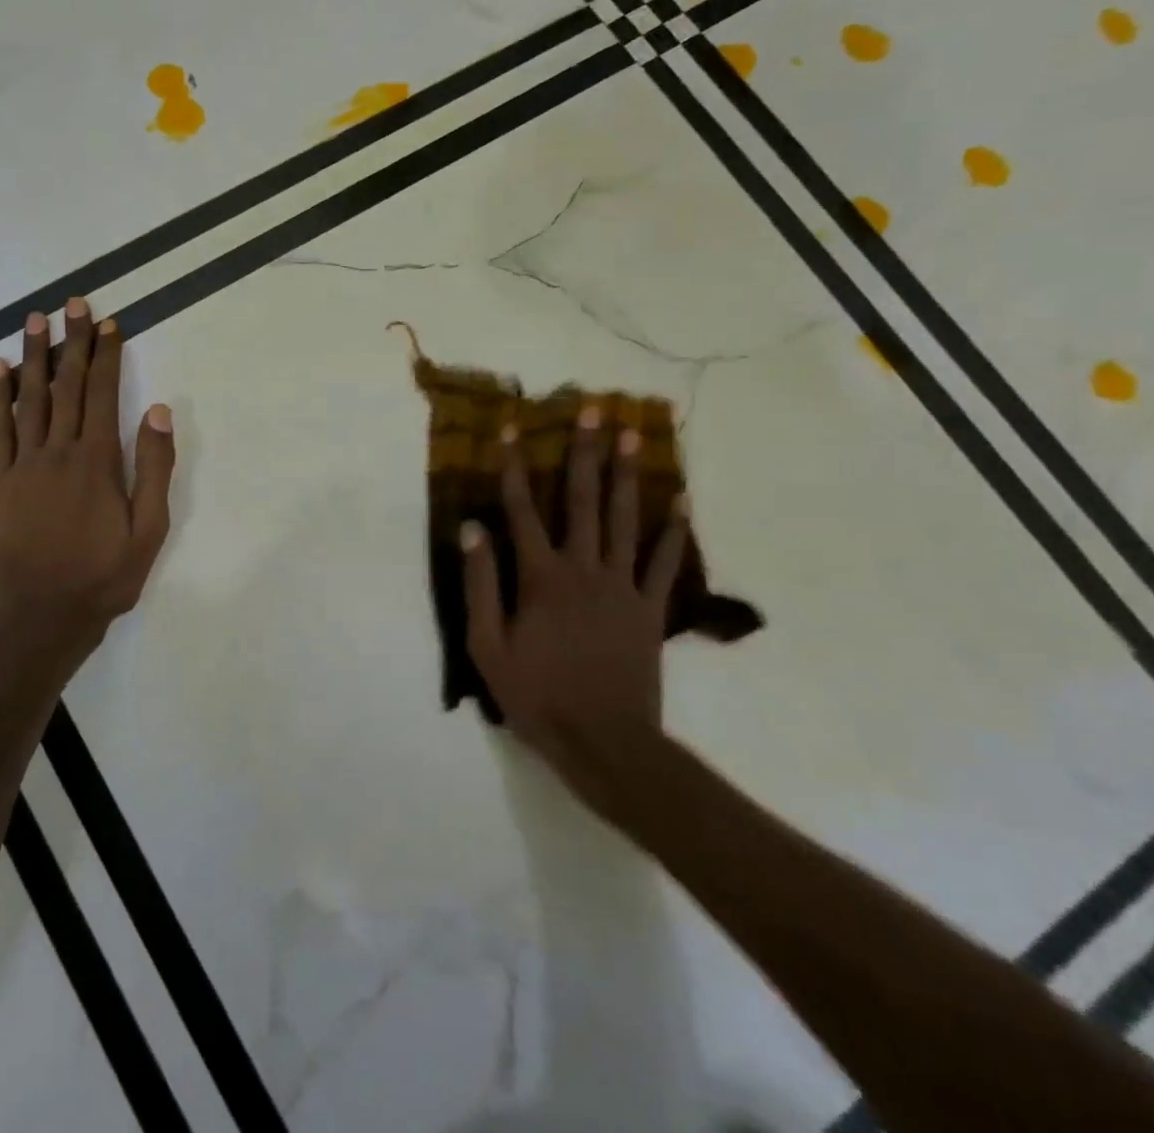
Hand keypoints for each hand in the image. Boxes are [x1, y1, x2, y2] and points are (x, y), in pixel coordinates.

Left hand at [0, 299, 175, 669]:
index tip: (108, 323)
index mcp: (96, 461)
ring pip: (29, 399)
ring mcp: (22, 466)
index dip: (106, 356)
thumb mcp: (149, 530)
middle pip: (66, 386)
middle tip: (73, 304)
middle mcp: (57, 452)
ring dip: (34, 357)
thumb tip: (157, 410)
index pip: (101, 394)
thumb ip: (154, 468)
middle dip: (72, 343)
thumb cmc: (103, 577)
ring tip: (36, 321)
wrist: (42, 619)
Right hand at [459, 408, 689, 813]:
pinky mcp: (651, 609)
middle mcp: (583, 569)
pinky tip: (681, 501)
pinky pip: (663, 563)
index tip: (511, 427)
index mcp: (540, 577)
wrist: (604, 742)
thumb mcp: (486, 645)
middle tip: (593, 409)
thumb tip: (471, 529)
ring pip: (626, 520)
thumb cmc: (536, 695)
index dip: (514, 466)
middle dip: (584, 452)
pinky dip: (673, 532)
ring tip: (635, 435)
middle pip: (583, 500)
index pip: (521, 509)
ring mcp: (622, 587)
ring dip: (628, 475)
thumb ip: (480, 584)